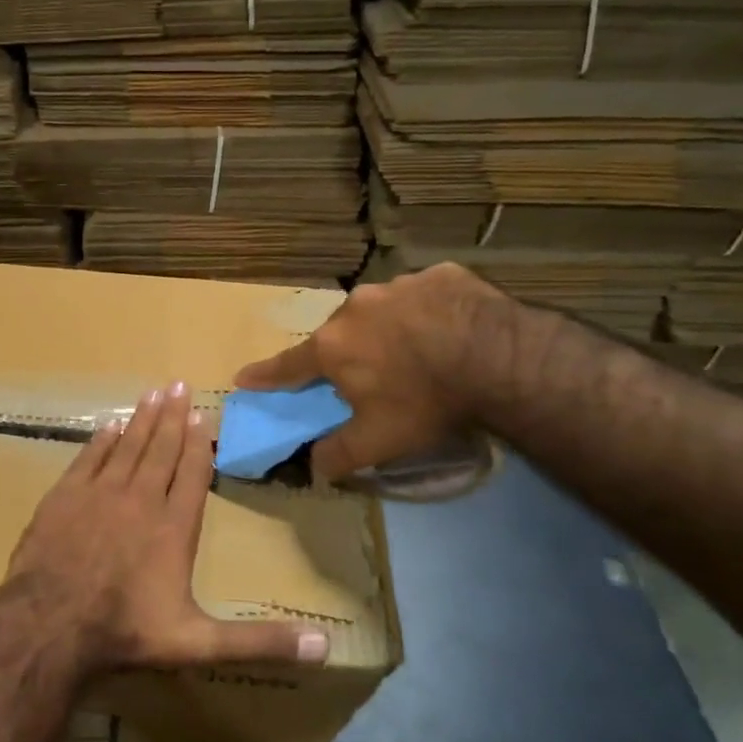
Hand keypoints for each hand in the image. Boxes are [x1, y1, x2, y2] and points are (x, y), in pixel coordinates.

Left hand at [0, 382, 329, 675]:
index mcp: (174, 527)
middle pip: (160, 449)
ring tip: (152, 392)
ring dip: (142, 419)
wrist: (50, 624)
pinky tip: (110, 425)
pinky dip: (102, 439)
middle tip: (179, 384)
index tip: (203, 416)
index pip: (191, 474)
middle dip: (172, 417)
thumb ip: (259, 640)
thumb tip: (326, 646)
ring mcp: (100, 494)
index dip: (198, 444)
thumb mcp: (199, 642)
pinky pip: (89, 458)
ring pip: (127, 446)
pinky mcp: (64, 496)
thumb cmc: (126, 631)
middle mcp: (140, 499)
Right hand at [234, 262, 503, 480]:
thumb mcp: (379, 441)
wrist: (498, 358)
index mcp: (333, 347)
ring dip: (388, 329)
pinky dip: (427, 312)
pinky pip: (423, 295)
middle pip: (339, 335)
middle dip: (345, 353)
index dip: (265, 375)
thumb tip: (315, 467)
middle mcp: (355, 308)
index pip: (288, 365)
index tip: (244, 377)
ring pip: (381, 310)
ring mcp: (398, 285)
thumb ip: (339, 454)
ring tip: (416, 351)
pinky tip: (449, 329)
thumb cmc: (426, 401)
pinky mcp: (439, 274)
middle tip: (367, 374)